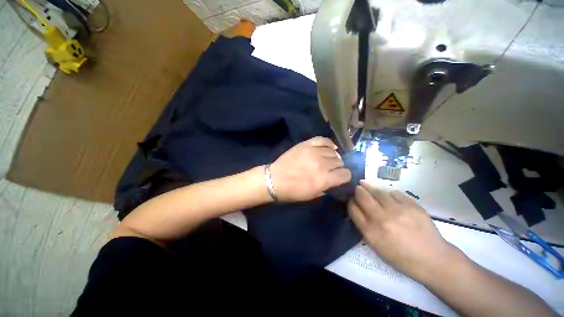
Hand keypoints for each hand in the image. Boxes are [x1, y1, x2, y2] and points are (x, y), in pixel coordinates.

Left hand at [269, 137, 351, 201]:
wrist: (275, 179)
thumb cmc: (293, 191)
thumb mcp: (313, 195)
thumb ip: (327, 187)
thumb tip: (335, 180)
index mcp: (325, 179)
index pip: (346, 174)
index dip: (344, 176)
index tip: (340, 177)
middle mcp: (322, 164)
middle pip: (340, 162)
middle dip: (337, 167)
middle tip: (330, 169)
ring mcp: (314, 152)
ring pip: (333, 152)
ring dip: (332, 157)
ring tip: (326, 160)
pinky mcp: (306, 144)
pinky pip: (323, 140)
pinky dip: (328, 144)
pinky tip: (329, 148)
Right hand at [348, 180, 456, 280]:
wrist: (433, 260)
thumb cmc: (401, 257)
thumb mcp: (377, 247)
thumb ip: (365, 227)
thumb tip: (358, 210)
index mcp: (371, 232)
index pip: (353, 209)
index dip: (350, 202)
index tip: (352, 200)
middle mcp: (382, 219)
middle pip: (362, 196)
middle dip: (358, 190)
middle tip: (358, 188)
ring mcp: (398, 211)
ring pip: (378, 192)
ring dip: (370, 188)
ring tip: (368, 186)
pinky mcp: (412, 206)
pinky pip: (395, 193)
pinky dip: (389, 194)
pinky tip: (389, 197)